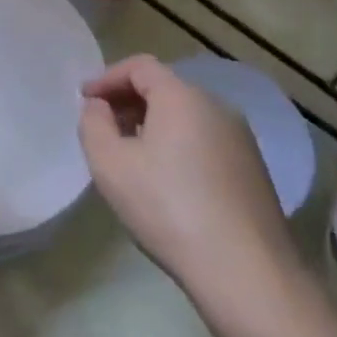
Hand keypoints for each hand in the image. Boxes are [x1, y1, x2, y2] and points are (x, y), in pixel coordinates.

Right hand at [79, 55, 306, 336]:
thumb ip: (93, 123)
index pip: (140, 66)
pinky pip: (204, 139)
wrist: (245, 270)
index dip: (107, 77)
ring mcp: (241, 138)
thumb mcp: (109, 164)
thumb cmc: (167, 208)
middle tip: (102, 126)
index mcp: (182, 97)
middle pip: (165, 87)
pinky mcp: (252, 169)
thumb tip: (99, 107)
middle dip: (128, 100)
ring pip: (186, 115)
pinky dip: (177, 143)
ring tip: (129, 154)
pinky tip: (164, 179)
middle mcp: (217, 106)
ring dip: (152, 123)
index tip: (84, 100)